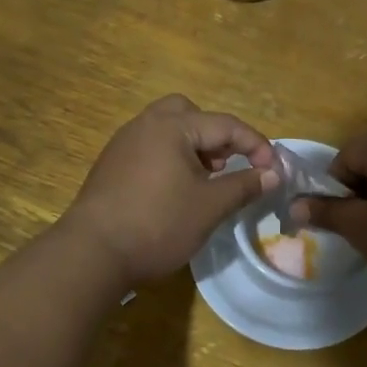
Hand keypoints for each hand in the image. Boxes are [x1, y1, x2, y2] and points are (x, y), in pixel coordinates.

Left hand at [62, 96, 279, 286]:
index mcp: (172, 126)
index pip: (226, 124)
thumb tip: (273, 173)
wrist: (93, 252)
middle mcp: (145, 124)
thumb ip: (244, 185)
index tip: (273, 170)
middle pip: (189, 114)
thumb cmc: (158, 224)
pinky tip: (173, 193)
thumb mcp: (210, 207)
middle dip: (215, 136)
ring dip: (192, 148)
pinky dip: (170, 159)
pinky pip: (149, 148)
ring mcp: (123, 143)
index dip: (256, 145)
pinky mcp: (110, 165)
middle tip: (224, 166)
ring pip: (167, 130)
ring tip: (202, 183)